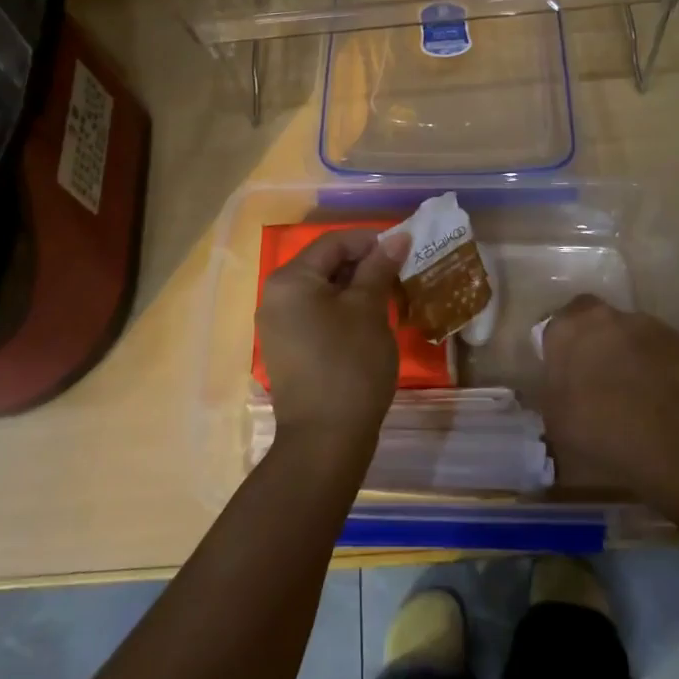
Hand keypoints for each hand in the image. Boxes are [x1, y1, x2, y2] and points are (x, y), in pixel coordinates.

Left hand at [256, 228, 410, 453]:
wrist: (325, 441)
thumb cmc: (349, 365)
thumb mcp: (369, 310)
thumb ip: (379, 268)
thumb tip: (397, 238)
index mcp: (290, 279)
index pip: (333, 242)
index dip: (370, 240)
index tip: (403, 249)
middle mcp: (276, 296)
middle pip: (325, 264)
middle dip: (364, 264)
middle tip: (400, 273)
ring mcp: (278, 325)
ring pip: (322, 290)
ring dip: (356, 288)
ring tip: (390, 296)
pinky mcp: (288, 348)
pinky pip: (316, 314)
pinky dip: (342, 310)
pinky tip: (370, 321)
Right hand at [538, 295, 678, 496]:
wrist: (666, 440)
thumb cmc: (597, 430)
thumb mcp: (555, 422)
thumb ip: (553, 396)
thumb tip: (558, 395)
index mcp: (564, 331)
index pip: (556, 328)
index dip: (562, 349)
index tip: (567, 373)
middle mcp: (602, 317)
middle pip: (595, 322)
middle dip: (596, 343)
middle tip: (600, 379)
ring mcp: (644, 325)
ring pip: (630, 334)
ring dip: (629, 353)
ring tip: (636, 392)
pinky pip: (660, 350)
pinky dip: (659, 366)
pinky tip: (662, 397)